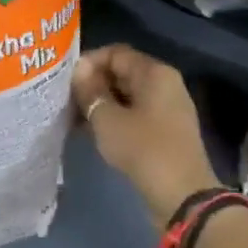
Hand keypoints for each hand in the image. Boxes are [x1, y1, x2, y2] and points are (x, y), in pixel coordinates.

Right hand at [73, 44, 221, 221]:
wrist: (181, 195)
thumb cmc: (143, 149)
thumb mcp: (107, 119)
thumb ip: (90, 91)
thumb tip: (79, 70)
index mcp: (155, 73)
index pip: (115, 53)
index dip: (88, 62)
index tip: (66, 81)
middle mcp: (164, 84)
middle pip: (122, 73)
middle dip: (92, 84)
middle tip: (65, 100)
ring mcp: (166, 109)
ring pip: (126, 96)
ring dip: (100, 103)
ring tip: (73, 117)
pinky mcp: (164, 131)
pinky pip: (133, 114)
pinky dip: (113, 118)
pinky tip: (91, 131)